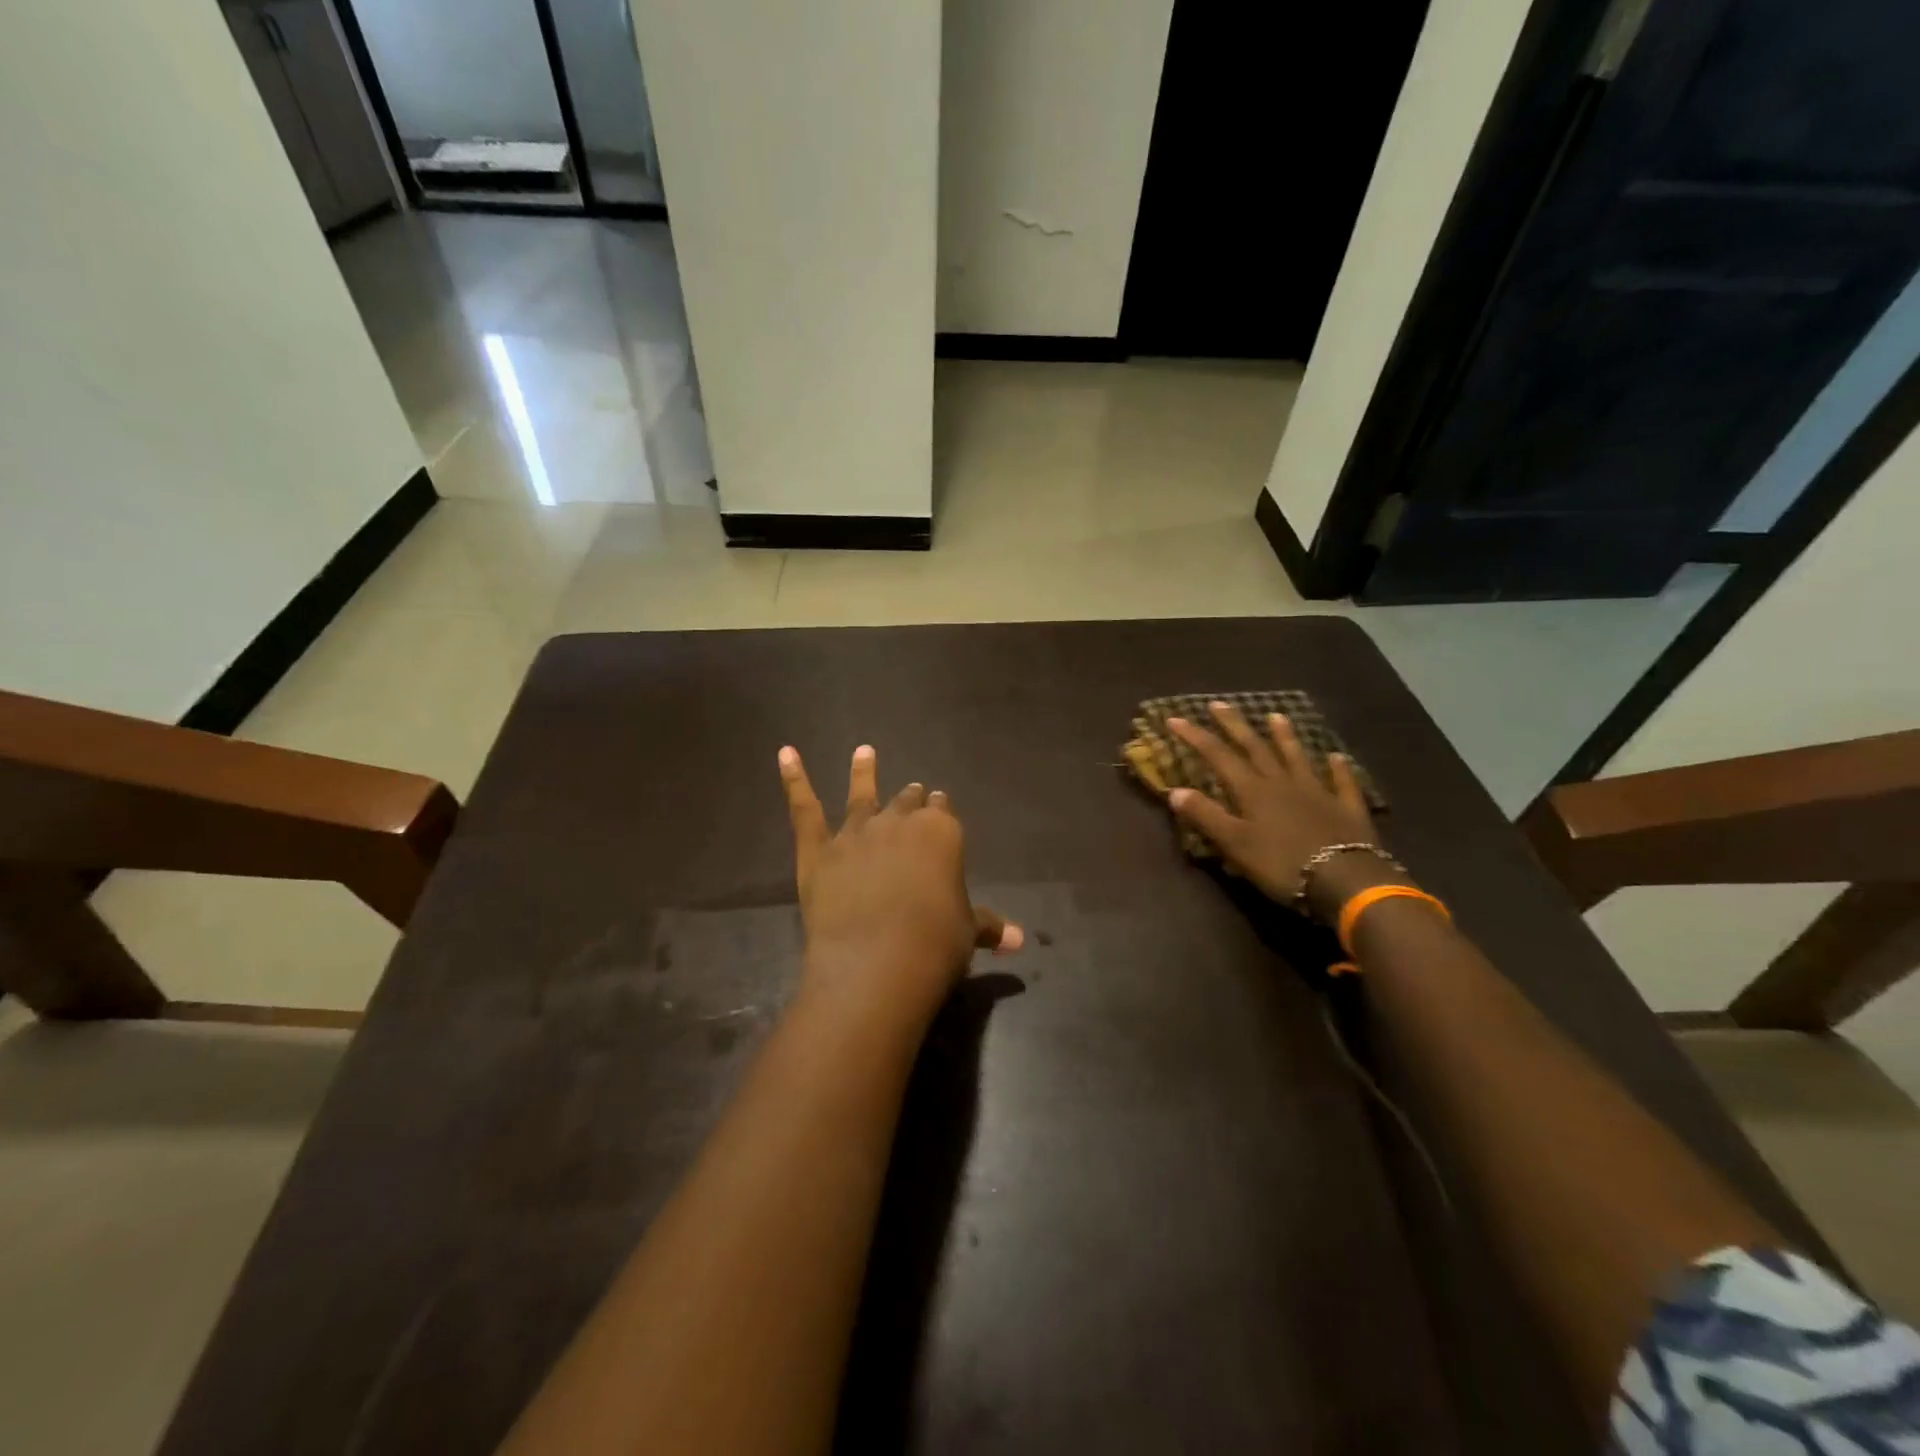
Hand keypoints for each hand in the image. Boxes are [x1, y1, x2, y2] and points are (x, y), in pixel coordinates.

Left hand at [779, 744, 1020, 1027]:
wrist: (876, 965)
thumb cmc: (935, 946)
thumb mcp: (968, 933)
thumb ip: (989, 926)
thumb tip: (1019, 939)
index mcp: (942, 833)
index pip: (943, 811)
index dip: (941, 812)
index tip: (940, 810)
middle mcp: (899, 822)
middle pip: (907, 801)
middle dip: (911, 798)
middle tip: (912, 793)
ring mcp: (856, 833)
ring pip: (862, 795)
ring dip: (864, 772)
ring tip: (864, 752)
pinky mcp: (819, 851)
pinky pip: (805, 809)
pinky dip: (794, 779)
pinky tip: (786, 753)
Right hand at [1167, 702, 1390, 919]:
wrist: (1346, 880)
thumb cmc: (1282, 865)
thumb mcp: (1235, 844)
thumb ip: (1206, 816)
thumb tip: (1175, 790)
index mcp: (1253, 791)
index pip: (1218, 756)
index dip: (1196, 736)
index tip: (1176, 718)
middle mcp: (1283, 782)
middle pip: (1255, 747)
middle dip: (1234, 725)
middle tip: (1219, 704)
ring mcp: (1317, 792)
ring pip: (1297, 757)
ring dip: (1285, 736)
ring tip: (1275, 716)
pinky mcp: (1346, 808)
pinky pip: (1341, 782)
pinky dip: (1338, 768)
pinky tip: (1337, 756)